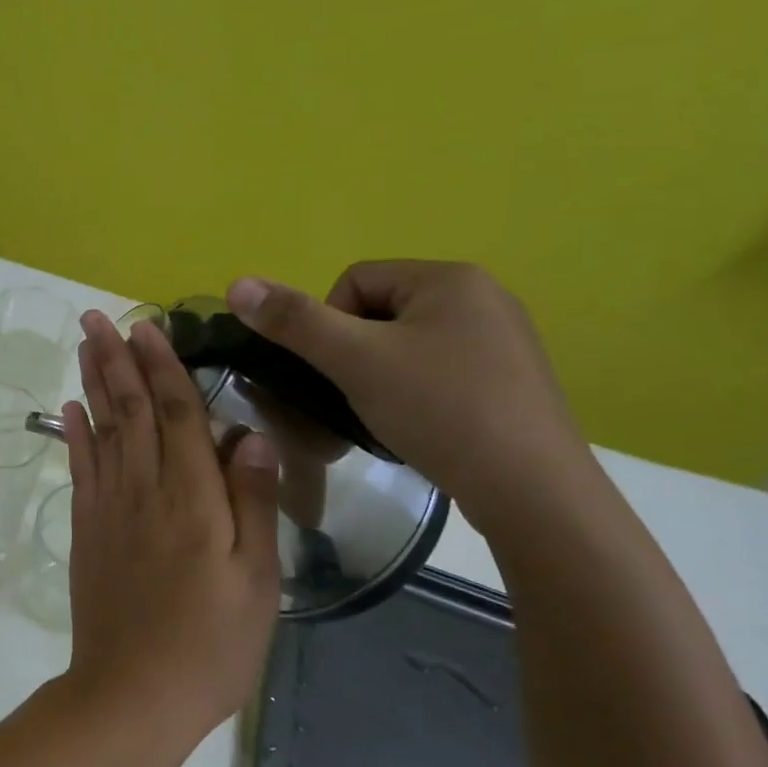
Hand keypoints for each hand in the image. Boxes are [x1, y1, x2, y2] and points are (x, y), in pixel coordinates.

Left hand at [57, 311, 280, 739]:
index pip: (176, 413)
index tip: (148, 326)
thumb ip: (252, 502)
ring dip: (92, 382)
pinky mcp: (85, 529)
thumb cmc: (210, 644)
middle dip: (116, 358)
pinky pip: (79, 468)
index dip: (163, 366)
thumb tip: (248, 432)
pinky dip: (74, 433)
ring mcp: (108, 507)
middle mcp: (144, 489)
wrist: (132, 694)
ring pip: (101, 429)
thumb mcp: (257, 581)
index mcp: (192, 498)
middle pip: (130, 409)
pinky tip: (70, 408)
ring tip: (84, 344)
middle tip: (98, 316)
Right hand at [225, 261, 592, 531]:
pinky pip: (439, 370)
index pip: (354, 280)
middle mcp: (483, 297)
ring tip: (386, 416)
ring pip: (407, 345)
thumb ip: (294, 321)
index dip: (328, 325)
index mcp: (449, 278)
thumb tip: (236, 284)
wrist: (531, 489)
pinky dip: (416, 393)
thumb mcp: (355, 361)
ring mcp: (503, 339)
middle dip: (356, 354)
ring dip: (381, 376)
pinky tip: (420, 426)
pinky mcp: (512, 380)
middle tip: (358, 397)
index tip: (338, 371)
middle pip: (379, 312)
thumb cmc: (439, 409)